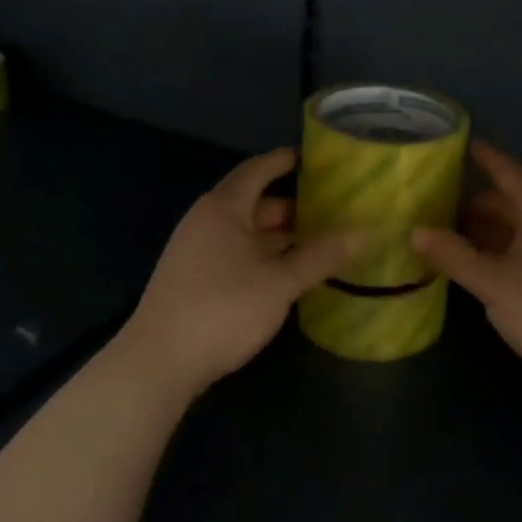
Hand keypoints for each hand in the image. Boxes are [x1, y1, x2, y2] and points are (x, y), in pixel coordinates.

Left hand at [124, 148, 363, 399]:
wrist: (158, 363)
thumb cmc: (223, 308)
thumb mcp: (280, 282)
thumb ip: (321, 256)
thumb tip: (363, 232)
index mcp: (223, 208)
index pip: (257, 170)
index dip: (283, 161)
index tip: (313, 158)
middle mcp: (206, 221)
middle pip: (253, 203)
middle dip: (290, 206)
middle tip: (330, 209)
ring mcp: (196, 252)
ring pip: (245, 233)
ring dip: (278, 236)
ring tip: (317, 242)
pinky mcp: (193, 280)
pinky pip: (235, 254)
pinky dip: (262, 256)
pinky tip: (286, 274)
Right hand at [413, 143, 521, 404]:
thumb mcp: (494, 282)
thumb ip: (454, 256)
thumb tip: (416, 231)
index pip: (511, 175)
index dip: (488, 159)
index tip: (466, 143)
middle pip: (514, 205)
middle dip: (479, 202)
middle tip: (441, 201)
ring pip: (520, 233)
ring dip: (488, 232)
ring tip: (451, 235)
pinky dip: (500, 256)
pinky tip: (480, 270)